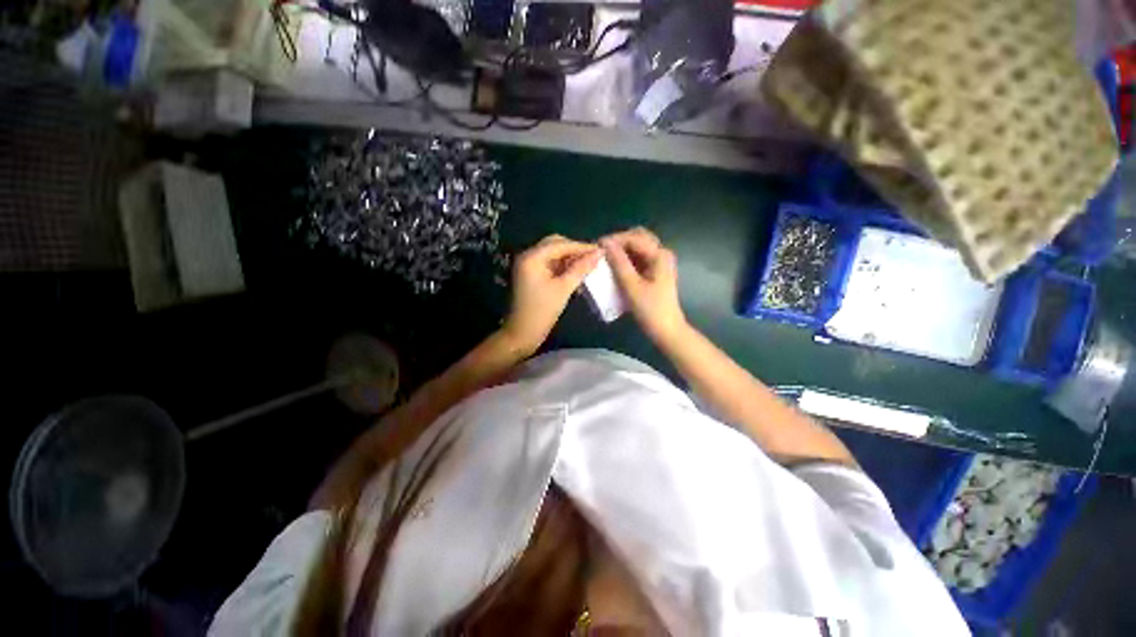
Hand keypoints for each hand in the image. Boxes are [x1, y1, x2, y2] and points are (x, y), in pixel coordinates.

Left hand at [502, 234, 600, 352]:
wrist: (521, 334)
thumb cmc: (541, 311)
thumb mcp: (563, 289)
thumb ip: (580, 269)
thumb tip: (598, 253)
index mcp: (532, 257)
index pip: (560, 244)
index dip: (581, 246)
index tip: (601, 250)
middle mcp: (528, 256)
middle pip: (555, 245)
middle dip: (574, 250)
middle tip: (593, 258)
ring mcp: (528, 266)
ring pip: (553, 255)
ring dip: (570, 260)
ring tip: (588, 267)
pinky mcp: (531, 276)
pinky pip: (550, 265)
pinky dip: (563, 268)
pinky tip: (576, 276)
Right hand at [601, 227, 686, 342]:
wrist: (666, 330)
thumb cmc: (651, 309)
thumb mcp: (632, 286)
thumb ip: (619, 263)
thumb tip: (606, 244)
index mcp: (659, 255)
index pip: (634, 238)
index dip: (614, 239)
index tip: (596, 246)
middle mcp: (661, 254)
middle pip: (638, 237)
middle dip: (619, 241)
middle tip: (602, 250)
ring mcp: (659, 263)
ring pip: (638, 247)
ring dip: (622, 249)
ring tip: (605, 257)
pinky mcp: (654, 272)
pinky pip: (638, 258)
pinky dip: (626, 259)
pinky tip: (614, 266)